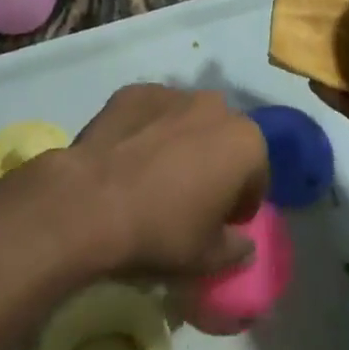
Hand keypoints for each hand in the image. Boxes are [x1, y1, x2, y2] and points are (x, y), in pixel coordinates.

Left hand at [52, 84, 267, 278]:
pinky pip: (151, 112)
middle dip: (214, 162)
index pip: (256, 174)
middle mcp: (214, 105)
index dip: (240, 202)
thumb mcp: (208, 259)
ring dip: (181, 141)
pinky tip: (128, 156)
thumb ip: (235, 248)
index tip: (219, 222)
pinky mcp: (134, 90)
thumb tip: (241, 241)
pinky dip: (147, 128)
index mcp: (244, 142)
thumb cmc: (162, 231)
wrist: (92, 200)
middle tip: (189, 196)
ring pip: (187, 119)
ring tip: (155, 174)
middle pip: (223, 138)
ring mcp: (171, 92)